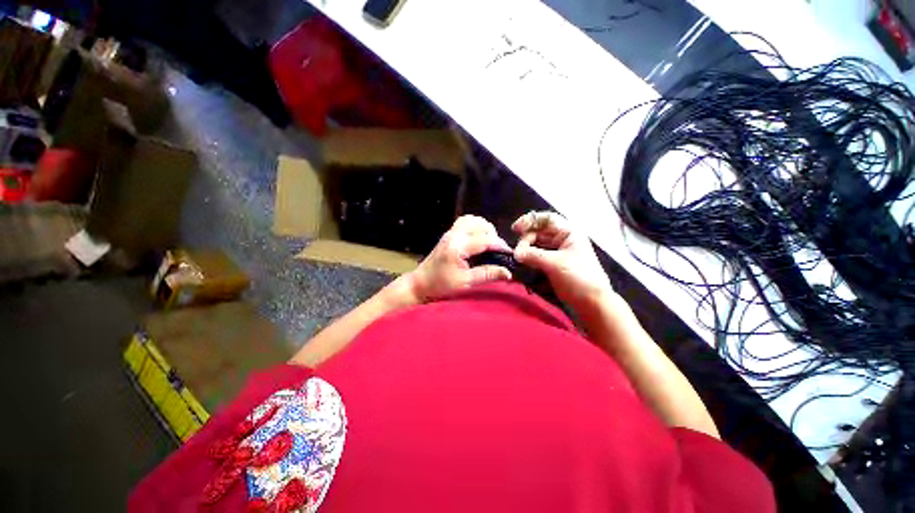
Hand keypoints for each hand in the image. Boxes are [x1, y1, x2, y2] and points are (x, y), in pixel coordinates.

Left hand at [407, 215, 512, 301]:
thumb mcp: (465, 282)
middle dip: (494, 236)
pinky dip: (476, 226)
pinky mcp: (449, 233)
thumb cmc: (441, 285)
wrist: (420, 283)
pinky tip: (478, 238)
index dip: (500, 245)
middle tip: (497, 252)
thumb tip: (508, 272)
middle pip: (481, 225)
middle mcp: (454, 234)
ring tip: (489, 244)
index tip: (510, 255)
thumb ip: (487, 274)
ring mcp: (450, 232)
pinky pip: (465, 221)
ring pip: (473, 220)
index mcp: (458, 247)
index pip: (485, 240)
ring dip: (485, 229)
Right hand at [512, 211, 613, 313]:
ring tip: (518, 259)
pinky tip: (522, 264)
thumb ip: (533, 256)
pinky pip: (537, 256)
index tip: (515, 230)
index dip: (529, 220)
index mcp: (568, 233)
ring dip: (526, 250)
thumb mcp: (555, 264)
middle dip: (526, 240)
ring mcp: (557, 252)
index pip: (546, 219)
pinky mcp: (553, 264)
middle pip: (538, 232)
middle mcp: (562, 239)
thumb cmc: (579, 278)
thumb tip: (515, 253)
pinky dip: (529, 258)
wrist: (592, 303)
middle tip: (517, 253)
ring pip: (536, 245)